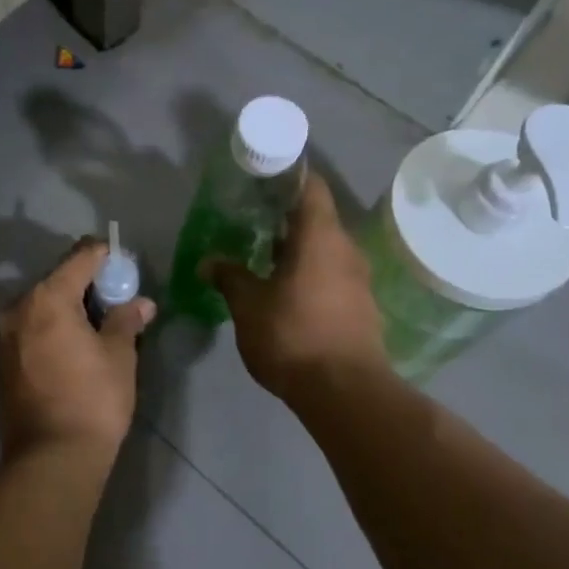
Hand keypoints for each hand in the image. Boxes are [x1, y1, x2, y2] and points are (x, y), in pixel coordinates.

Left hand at [0, 240, 156, 460]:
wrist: (50, 459)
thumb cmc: (92, 400)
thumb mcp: (119, 356)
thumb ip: (126, 320)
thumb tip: (141, 303)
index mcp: (46, 298)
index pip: (79, 258)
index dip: (105, 256)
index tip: (125, 264)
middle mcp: (17, 308)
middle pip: (56, 280)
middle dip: (86, 284)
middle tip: (116, 297)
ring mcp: (3, 336)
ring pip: (40, 306)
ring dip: (67, 308)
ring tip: (97, 324)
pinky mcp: (0, 362)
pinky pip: (30, 329)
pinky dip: (51, 328)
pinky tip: (72, 346)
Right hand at [204, 177, 387, 399]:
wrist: (345, 392)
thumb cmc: (293, 335)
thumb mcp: (248, 305)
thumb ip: (229, 277)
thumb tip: (209, 261)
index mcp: (320, 237)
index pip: (311, 187)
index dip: (289, 176)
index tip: (263, 176)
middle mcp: (345, 249)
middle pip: (317, 218)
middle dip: (284, 216)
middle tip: (251, 218)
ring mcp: (357, 279)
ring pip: (324, 249)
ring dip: (296, 248)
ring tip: (261, 254)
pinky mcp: (360, 306)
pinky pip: (331, 274)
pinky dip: (308, 272)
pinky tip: (284, 288)